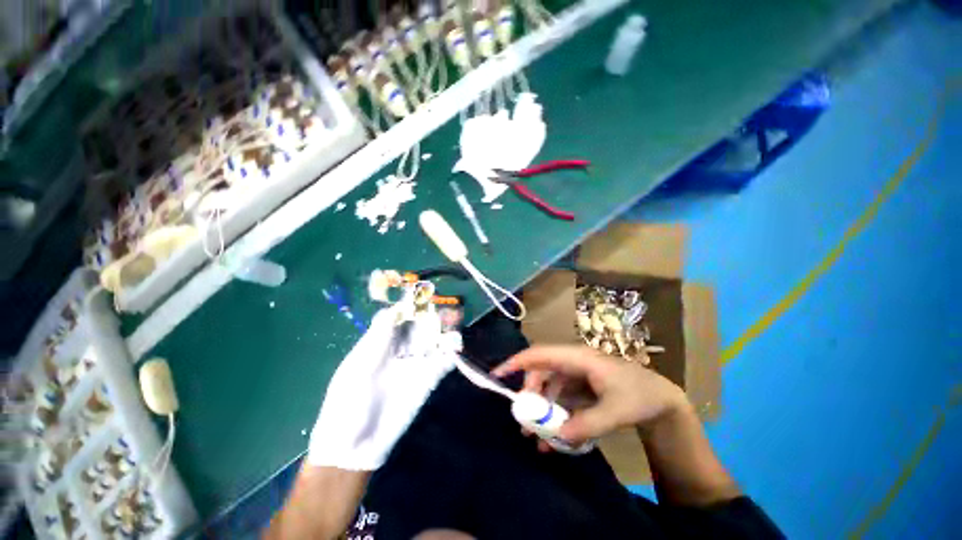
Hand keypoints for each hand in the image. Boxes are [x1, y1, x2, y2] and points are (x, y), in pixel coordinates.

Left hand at [307, 307, 456, 470]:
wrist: (355, 446)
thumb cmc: (347, 402)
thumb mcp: (358, 366)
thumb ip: (378, 338)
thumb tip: (393, 308)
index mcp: (380, 342)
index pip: (399, 316)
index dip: (411, 304)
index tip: (424, 294)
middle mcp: (400, 349)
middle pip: (420, 325)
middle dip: (433, 315)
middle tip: (446, 308)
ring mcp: (415, 364)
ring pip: (434, 340)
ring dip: (445, 330)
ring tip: (455, 321)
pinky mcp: (428, 380)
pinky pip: (443, 362)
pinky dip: (451, 353)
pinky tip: (455, 347)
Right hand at [493, 345, 687, 446]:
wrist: (662, 400)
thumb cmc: (639, 396)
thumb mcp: (615, 411)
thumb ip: (586, 424)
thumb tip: (556, 436)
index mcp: (578, 358)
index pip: (540, 354)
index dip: (517, 362)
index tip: (498, 375)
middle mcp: (572, 363)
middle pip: (541, 373)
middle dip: (530, 396)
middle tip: (524, 421)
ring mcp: (576, 376)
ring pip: (549, 388)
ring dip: (542, 411)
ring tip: (535, 436)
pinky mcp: (580, 388)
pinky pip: (561, 400)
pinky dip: (556, 417)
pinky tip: (555, 438)